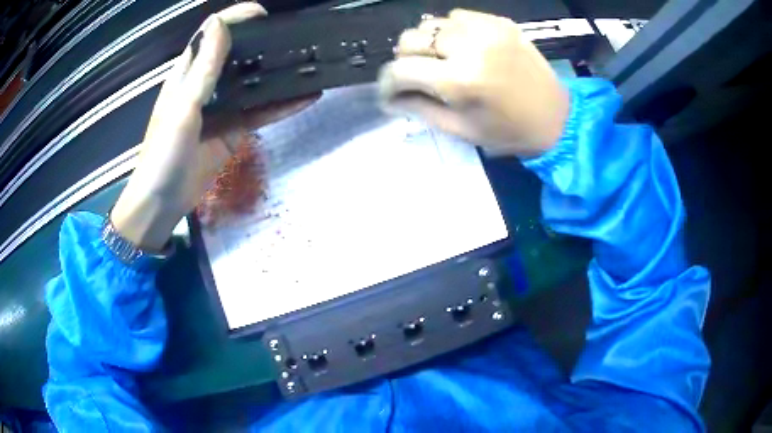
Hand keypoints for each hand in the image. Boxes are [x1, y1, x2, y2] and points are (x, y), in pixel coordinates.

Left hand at [112, 3, 315, 250]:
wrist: (163, 203)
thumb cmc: (163, 155)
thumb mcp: (181, 109)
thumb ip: (202, 69)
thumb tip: (220, 24)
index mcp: (187, 74)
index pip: (212, 35)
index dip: (236, 18)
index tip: (264, 14)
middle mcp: (206, 85)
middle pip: (237, 54)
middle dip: (262, 41)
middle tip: (294, 35)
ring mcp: (223, 108)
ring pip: (252, 82)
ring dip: (276, 71)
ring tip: (307, 59)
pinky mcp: (235, 130)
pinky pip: (261, 113)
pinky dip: (282, 105)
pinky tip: (307, 97)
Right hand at [378, 9, 569, 157]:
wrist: (557, 118)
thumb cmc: (509, 132)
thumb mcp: (460, 130)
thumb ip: (419, 108)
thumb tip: (391, 97)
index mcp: (460, 80)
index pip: (400, 70)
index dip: (387, 83)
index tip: (389, 93)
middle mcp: (469, 46)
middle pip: (410, 39)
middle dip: (405, 60)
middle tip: (417, 77)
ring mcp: (486, 28)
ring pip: (431, 25)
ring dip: (428, 44)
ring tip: (441, 62)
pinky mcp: (499, 22)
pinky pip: (457, 17)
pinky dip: (451, 32)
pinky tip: (462, 48)